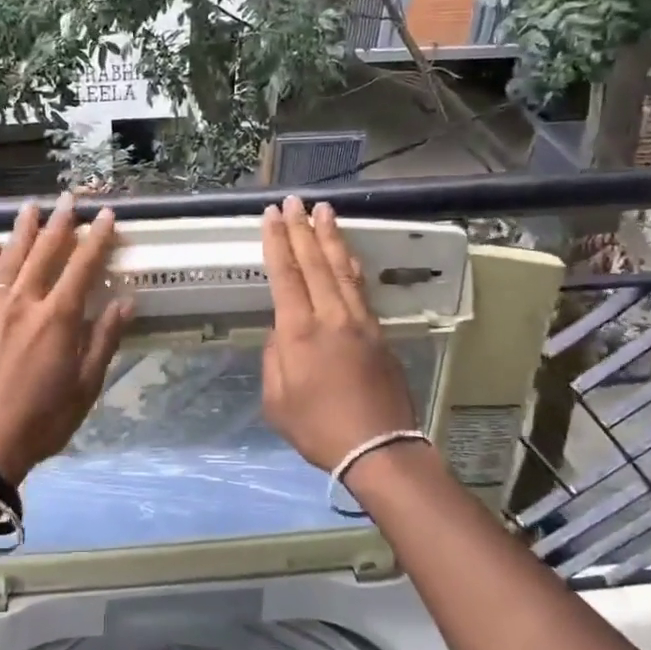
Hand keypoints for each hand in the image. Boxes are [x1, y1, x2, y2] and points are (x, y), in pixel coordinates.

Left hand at [0, 193, 132, 485]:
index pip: (83, 266)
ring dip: (24, 229)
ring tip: (33, 205)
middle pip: (45, 252)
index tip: (107, 215)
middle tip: (70, 197)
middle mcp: (26, 303)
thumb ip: (103, 340)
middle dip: (61, 223)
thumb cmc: (43, 420)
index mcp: (59, 318)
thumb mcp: (86, 386)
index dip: (97, 239)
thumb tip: (125, 302)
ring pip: (12, 258)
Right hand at [261, 197, 419, 471]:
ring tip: (324, 211)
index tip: (271, 216)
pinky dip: (351, 265)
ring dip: (331, 237)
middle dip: (301, 229)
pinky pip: (360, 288)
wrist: (379, 448)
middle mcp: (331, 317)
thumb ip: (275, 359)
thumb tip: (283, 333)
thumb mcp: (277, 401)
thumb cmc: (318, 429)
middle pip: (314, 262)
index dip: (276, 242)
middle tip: (294, 201)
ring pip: (342, 269)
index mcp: (299, 332)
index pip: (285, 275)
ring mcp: (359, 322)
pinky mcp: (379, 333)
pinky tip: (348, 254)